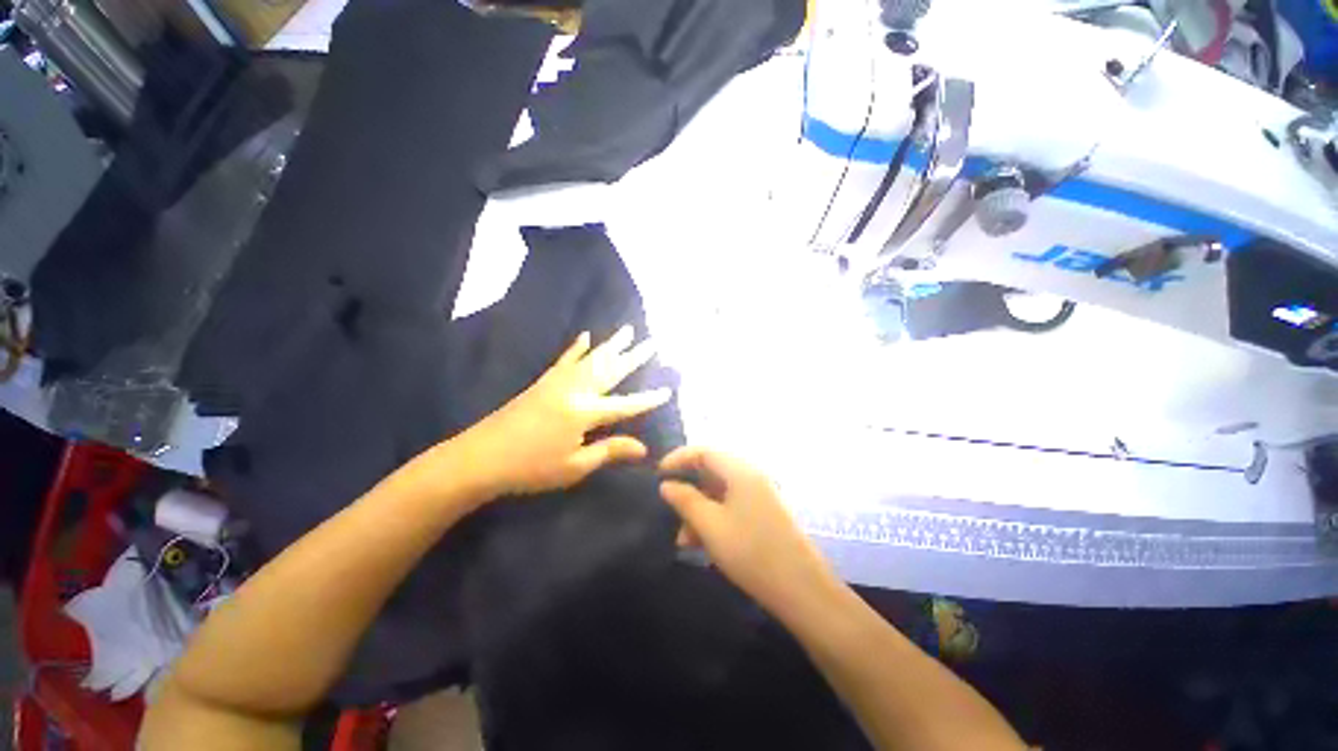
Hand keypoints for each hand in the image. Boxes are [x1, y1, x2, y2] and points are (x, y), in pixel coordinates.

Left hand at [462, 326, 672, 496]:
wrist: (479, 458)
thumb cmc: (530, 468)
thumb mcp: (574, 466)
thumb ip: (610, 451)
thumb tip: (643, 448)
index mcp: (584, 412)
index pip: (625, 405)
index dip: (648, 400)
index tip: (668, 389)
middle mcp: (575, 390)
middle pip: (610, 370)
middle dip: (634, 357)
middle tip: (653, 343)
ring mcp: (558, 382)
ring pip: (592, 359)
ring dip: (611, 345)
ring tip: (628, 331)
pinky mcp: (544, 382)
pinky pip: (565, 359)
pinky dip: (577, 347)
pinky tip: (585, 336)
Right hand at [659, 448, 838, 617]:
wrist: (802, 590)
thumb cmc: (751, 552)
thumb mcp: (710, 525)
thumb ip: (685, 500)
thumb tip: (666, 485)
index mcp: (740, 470)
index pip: (703, 451)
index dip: (678, 458)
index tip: (657, 475)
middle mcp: (751, 476)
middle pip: (711, 470)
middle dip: (687, 489)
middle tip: (669, 510)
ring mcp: (759, 495)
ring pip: (719, 492)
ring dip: (698, 509)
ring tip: (683, 539)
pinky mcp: (763, 513)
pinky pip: (731, 506)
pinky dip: (713, 518)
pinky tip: (702, 543)